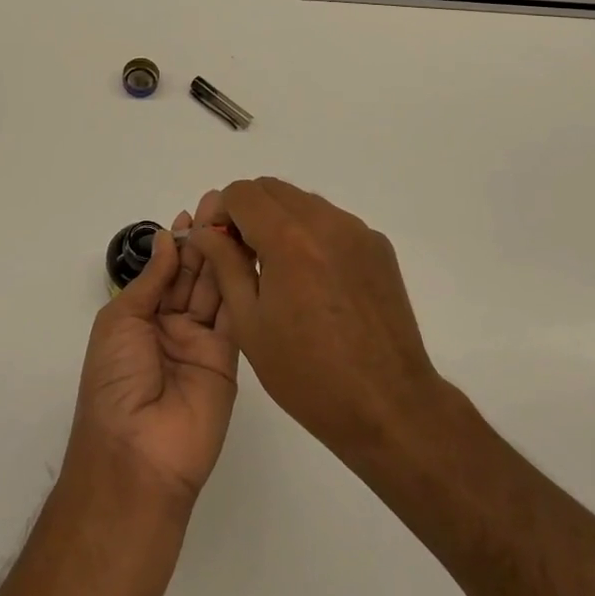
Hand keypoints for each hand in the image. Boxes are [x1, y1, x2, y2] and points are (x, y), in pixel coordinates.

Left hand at [66, 215, 237, 508]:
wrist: (138, 455)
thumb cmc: (115, 382)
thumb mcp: (120, 321)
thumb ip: (151, 280)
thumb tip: (167, 240)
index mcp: (140, 318)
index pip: (164, 271)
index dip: (178, 242)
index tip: (194, 211)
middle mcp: (172, 326)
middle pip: (192, 275)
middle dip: (204, 239)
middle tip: (222, 204)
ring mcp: (201, 342)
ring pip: (215, 289)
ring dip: (224, 254)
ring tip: (236, 219)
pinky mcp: (229, 358)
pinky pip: (234, 315)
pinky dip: (241, 284)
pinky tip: (248, 254)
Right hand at [186, 179, 440, 462]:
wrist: (389, 406)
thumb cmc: (308, 374)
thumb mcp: (250, 324)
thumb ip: (225, 265)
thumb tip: (206, 231)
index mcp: (289, 238)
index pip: (242, 193)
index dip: (222, 212)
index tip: (219, 244)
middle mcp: (326, 221)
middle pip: (273, 189)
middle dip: (249, 212)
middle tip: (243, 256)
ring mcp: (357, 231)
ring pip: (304, 202)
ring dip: (281, 220)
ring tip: (279, 272)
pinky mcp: (378, 246)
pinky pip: (333, 222)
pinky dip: (313, 235)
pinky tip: (315, 283)